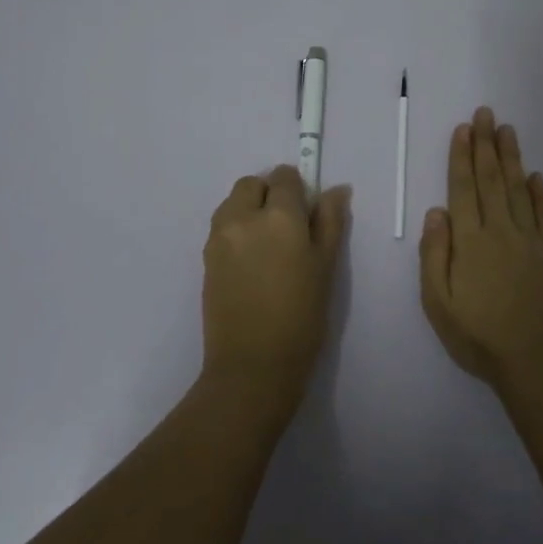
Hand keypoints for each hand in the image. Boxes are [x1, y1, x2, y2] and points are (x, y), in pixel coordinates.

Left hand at [201, 165, 350, 421]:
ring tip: (268, 245)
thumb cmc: (301, 317)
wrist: (252, 365)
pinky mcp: (206, 257)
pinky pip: (222, 227)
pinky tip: (252, 262)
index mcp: (279, 216)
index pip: (285, 178)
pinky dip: (236, 229)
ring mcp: (219, 237)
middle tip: (288, 227)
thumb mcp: (326, 267)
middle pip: (252, 184)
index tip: (307, 212)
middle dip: (269, 193)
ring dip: (249, 209)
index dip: (298, 189)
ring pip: (233, 202)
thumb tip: (337, 189)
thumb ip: (330, 221)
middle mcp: (243, 217)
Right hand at [420, 107, 542, 390]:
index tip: (464, 129)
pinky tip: (535, 176)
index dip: (462, 156)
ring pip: (519, 189)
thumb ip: (434, 254)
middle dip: (486, 144)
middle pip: (491, 179)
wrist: (535, 361)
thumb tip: (436, 211)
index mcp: (471, 241)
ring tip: (508, 130)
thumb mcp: (438, 302)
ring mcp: (532, 240)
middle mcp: (502, 230)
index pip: (463, 188)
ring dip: (512, 158)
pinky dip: (541, 192)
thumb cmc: (477, 335)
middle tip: (486, 113)